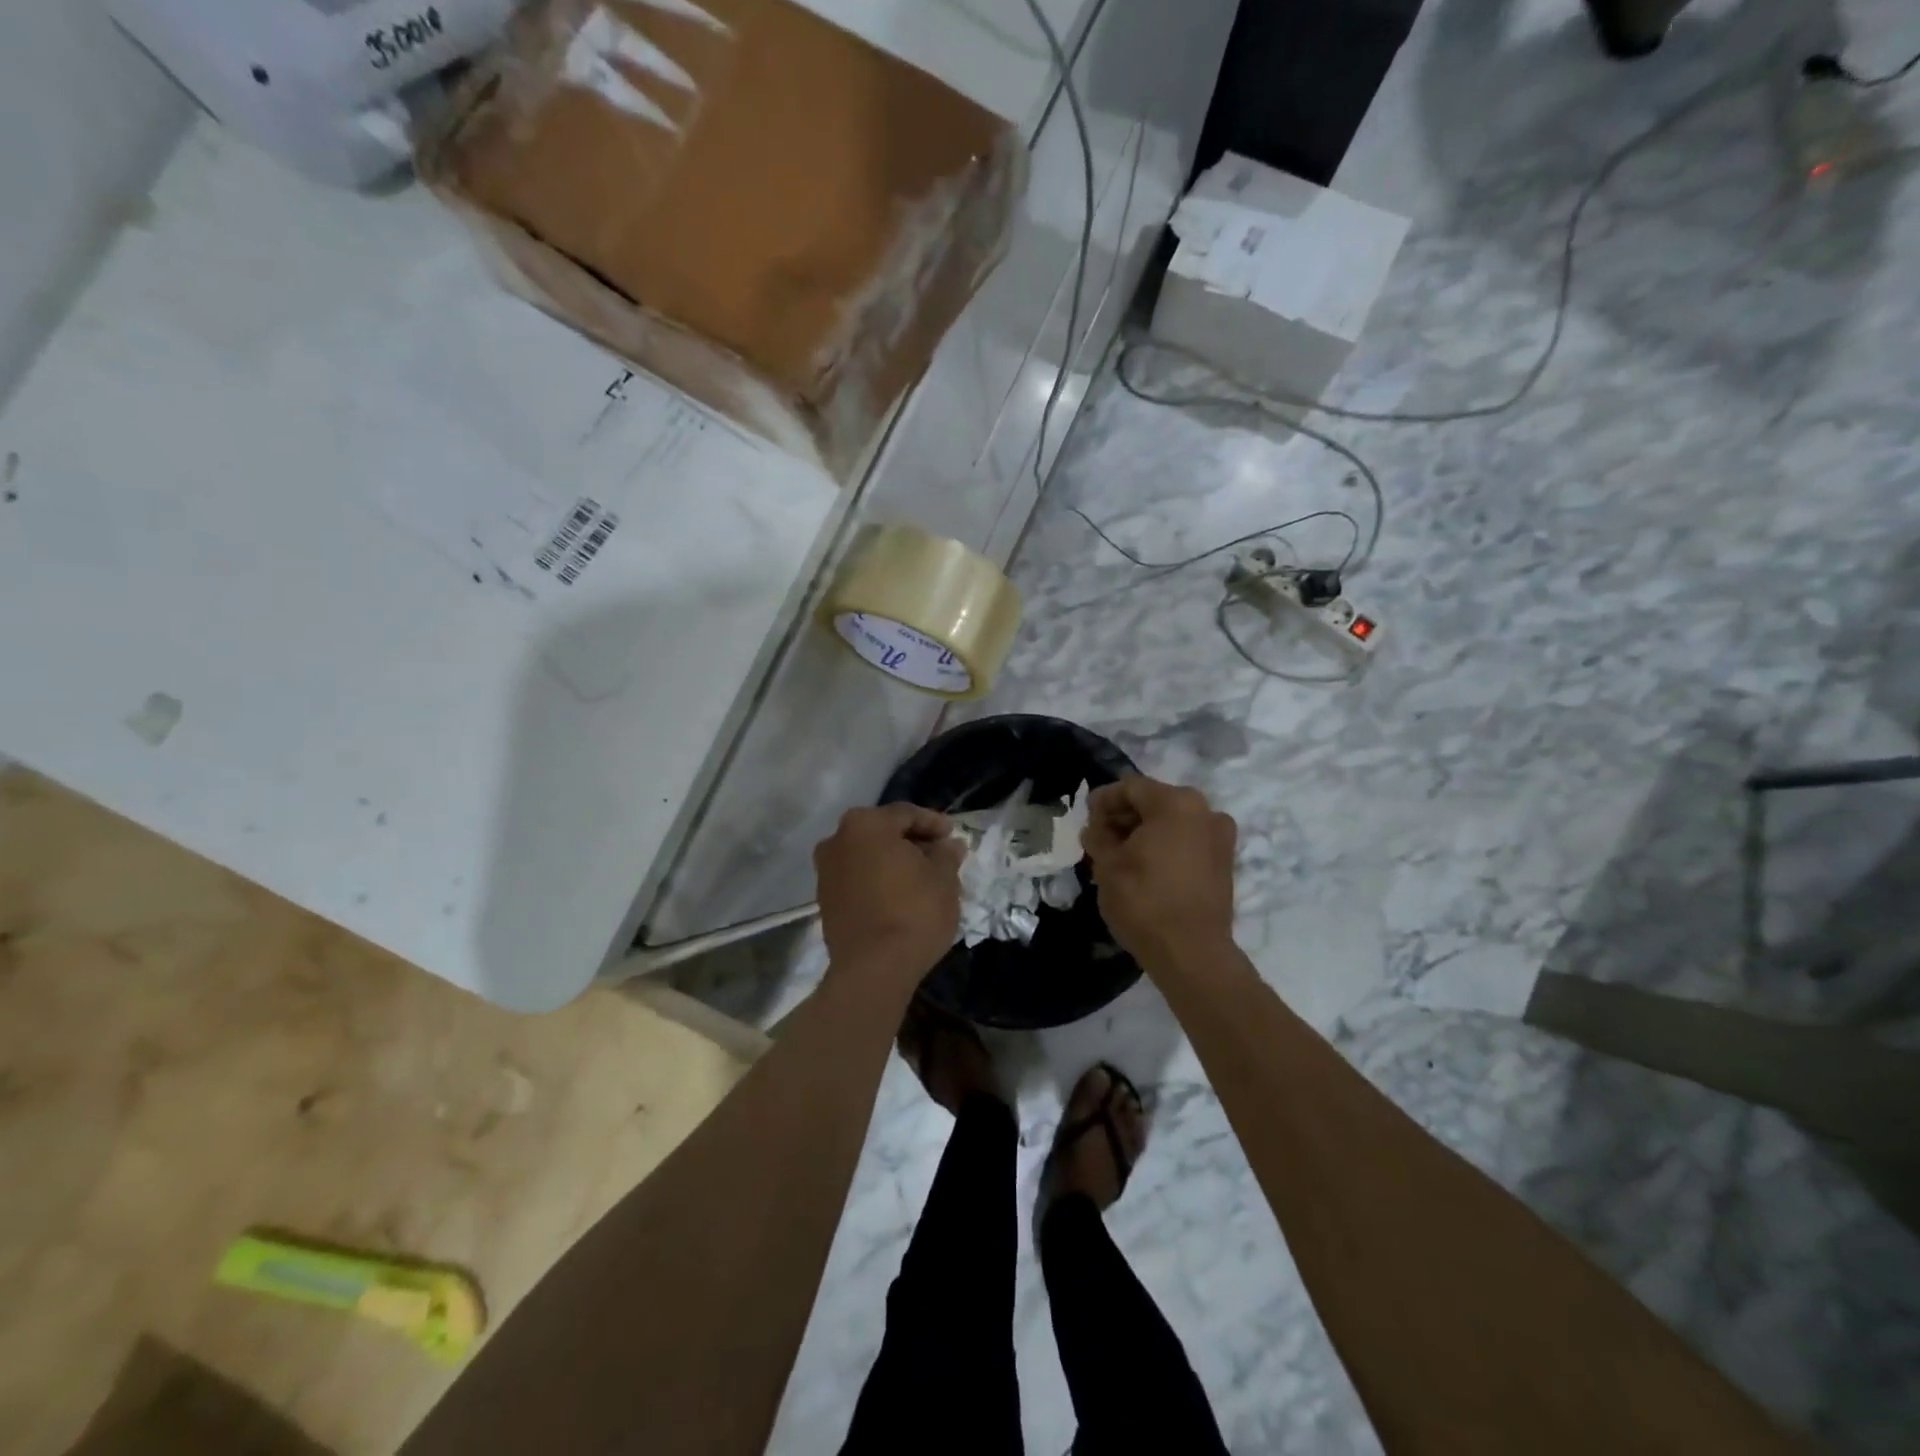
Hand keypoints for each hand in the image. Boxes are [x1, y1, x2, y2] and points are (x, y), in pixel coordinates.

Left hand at [814, 804, 965, 991]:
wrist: (873, 969)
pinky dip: (878, 881)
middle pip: (882, 833)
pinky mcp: (825, 901)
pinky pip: (857, 880)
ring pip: (867, 856)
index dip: (934, 823)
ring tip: (922, 878)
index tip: (953, 836)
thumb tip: (950, 845)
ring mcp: (826, 872)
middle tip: (940, 856)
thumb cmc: (914, 911)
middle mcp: (837, 840)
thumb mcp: (943, 878)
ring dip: (893, 862)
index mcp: (865, 824)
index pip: (906, 814)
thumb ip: (946, 854)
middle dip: (912, 842)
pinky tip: (900, 896)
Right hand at [1082, 775, 1236, 969]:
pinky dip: (1165, 846)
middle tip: (1100, 838)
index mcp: (1176, 803)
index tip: (1086, 819)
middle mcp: (1205, 811)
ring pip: (1172, 822)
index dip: (1103, 800)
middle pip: (1154, 801)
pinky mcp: (1224, 862)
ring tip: (1120, 855)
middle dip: (1124, 816)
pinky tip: (1145, 867)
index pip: (1130, 788)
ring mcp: (1220, 837)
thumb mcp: (1107, 865)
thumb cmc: (1144, 901)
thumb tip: (1096, 828)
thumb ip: (1098, 836)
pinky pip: (1188, 841)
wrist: (1191, 953)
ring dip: (1144, 832)